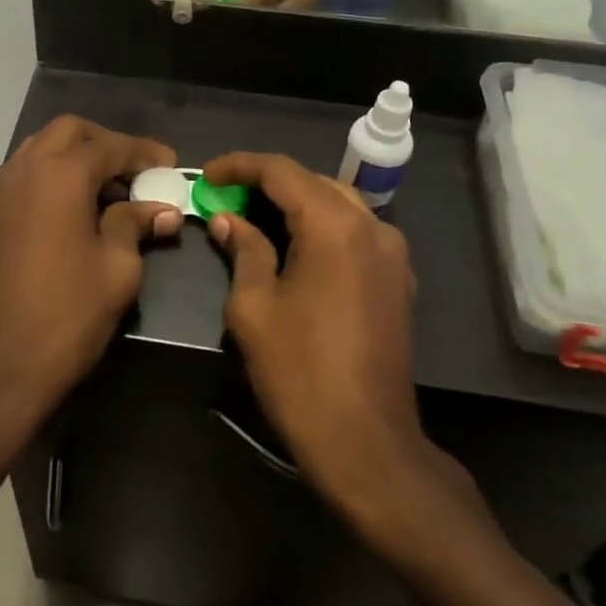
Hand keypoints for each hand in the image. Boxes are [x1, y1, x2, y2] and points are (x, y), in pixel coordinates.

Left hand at [0, 117, 181, 458]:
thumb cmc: (66, 316)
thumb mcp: (117, 269)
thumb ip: (135, 225)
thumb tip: (161, 208)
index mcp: (59, 175)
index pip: (109, 146)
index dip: (143, 152)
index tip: (170, 164)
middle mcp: (23, 170)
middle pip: (69, 132)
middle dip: (105, 143)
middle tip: (135, 171)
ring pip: (40, 149)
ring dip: (75, 157)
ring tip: (107, 191)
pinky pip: (23, 175)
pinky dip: (51, 176)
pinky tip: (74, 210)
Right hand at [201, 152, 465, 517]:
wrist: (366, 440)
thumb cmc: (299, 370)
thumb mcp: (253, 306)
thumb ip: (244, 250)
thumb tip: (228, 220)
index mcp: (334, 225)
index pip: (281, 171)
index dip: (239, 166)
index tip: (207, 176)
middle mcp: (372, 226)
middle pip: (313, 182)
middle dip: (267, 182)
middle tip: (226, 197)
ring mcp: (392, 253)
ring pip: (339, 203)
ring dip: (296, 202)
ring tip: (256, 216)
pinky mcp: (399, 280)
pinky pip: (356, 232)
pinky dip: (322, 226)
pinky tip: (296, 246)